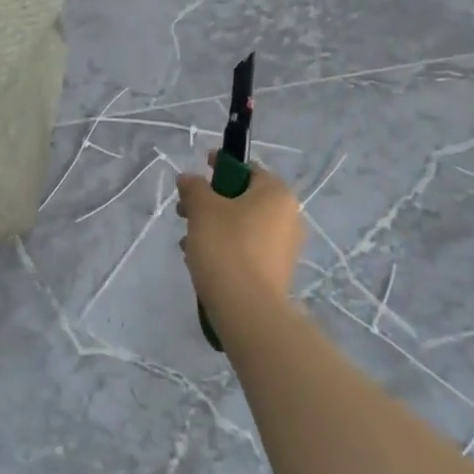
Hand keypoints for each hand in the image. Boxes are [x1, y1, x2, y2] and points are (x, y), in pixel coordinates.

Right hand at [176, 156, 303, 315]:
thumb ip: (194, 187)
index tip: (198, 171)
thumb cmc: (225, 246)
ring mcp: (285, 245)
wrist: (246, 306)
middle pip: (243, 198)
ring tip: (188, 241)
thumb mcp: (202, 209)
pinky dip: (226, 248)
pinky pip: (247, 248)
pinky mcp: (277, 270)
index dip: (220, 166)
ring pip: (242, 225)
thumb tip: (189, 178)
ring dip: (214, 227)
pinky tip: (202, 260)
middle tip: (184, 211)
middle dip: (211, 202)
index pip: (247, 168)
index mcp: (276, 193)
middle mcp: (288, 215)